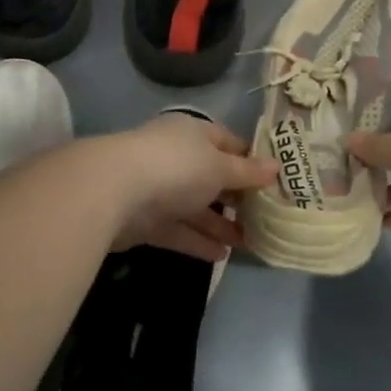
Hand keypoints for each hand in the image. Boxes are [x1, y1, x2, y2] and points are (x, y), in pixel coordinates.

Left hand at [108, 113, 278, 262]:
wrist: (114, 192)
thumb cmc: (177, 167)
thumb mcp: (220, 166)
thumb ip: (247, 172)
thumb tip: (277, 167)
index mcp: (193, 135)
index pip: (228, 143)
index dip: (251, 161)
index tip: (275, 182)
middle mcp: (176, 158)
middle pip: (212, 177)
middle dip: (238, 198)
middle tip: (266, 218)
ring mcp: (159, 190)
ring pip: (196, 208)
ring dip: (220, 224)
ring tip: (249, 242)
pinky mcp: (145, 221)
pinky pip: (178, 231)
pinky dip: (198, 241)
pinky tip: (222, 256)